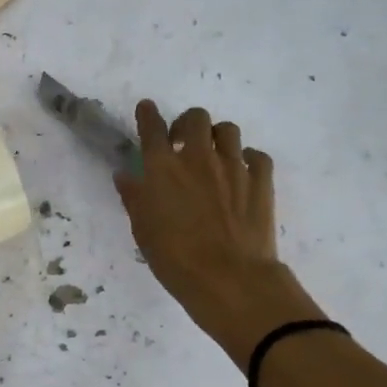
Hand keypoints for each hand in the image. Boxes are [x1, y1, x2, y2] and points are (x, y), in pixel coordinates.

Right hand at [115, 102, 323, 365]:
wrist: (228, 277)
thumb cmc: (174, 257)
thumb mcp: (142, 230)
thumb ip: (133, 197)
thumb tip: (125, 175)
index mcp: (162, 167)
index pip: (152, 128)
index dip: (147, 114)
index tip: (146, 109)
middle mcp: (198, 158)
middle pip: (195, 118)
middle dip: (187, 123)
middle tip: (182, 142)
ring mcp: (233, 167)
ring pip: (227, 130)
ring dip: (217, 136)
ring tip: (213, 154)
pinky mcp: (261, 181)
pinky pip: (256, 156)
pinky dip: (248, 158)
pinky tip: (242, 172)